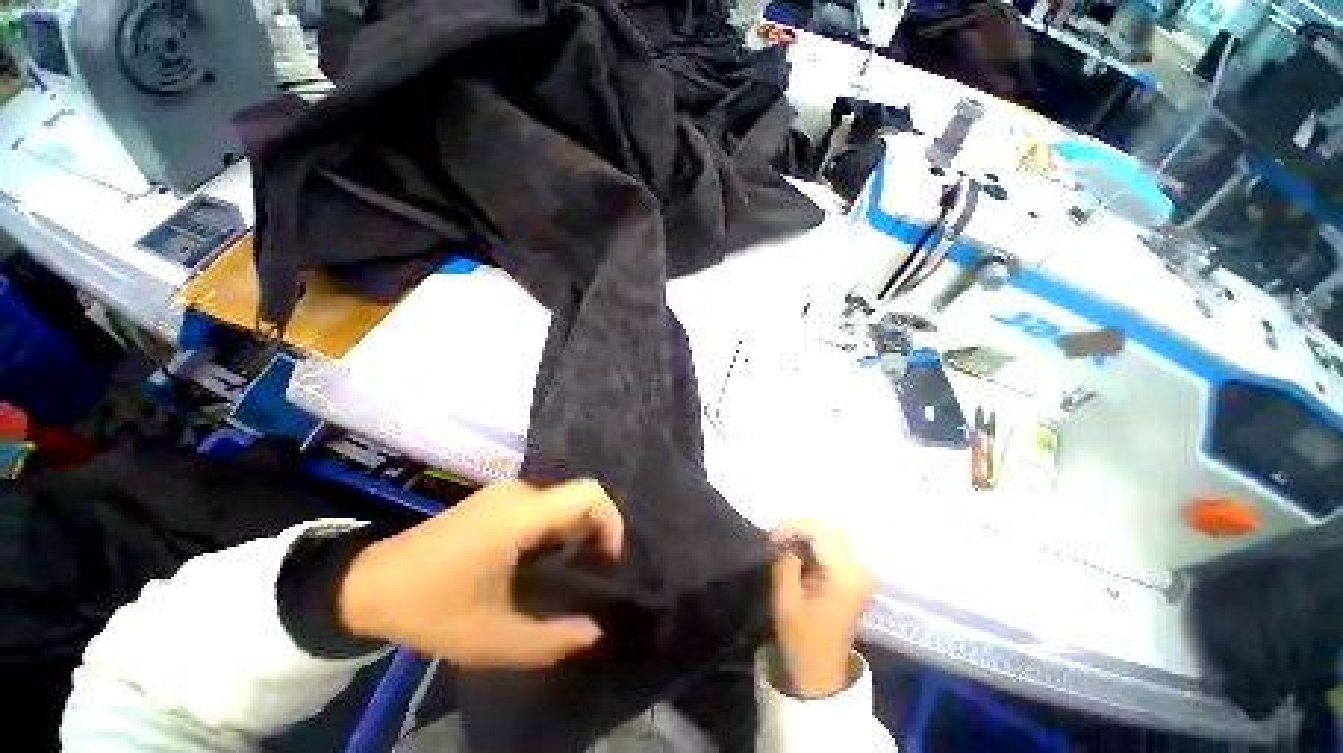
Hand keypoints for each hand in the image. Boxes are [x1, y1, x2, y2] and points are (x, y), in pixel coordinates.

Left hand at [338, 480, 623, 666]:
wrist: (366, 585)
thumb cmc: (430, 609)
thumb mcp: (492, 639)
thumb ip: (551, 640)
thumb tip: (595, 630)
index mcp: (521, 515)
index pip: (588, 495)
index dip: (611, 521)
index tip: (610, 560)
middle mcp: (518, 493)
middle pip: (577, 499)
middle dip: (594, 534)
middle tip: (592, 576)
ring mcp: (504, 494)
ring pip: (559, 504)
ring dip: (574, 534)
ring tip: (569, 574)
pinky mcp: (493, 501)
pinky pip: (541, 507)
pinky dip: (554, 530)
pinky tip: (540, 563)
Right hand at [770, 519, 875, 698]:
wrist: (821, 670)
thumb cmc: (801, 638)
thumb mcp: (785, 598)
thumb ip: (786, 560)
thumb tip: (788, 537)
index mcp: (846, 575)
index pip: (821, 530)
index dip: (794, 526)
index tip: (772, 538)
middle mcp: (860, 568)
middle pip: (831, 525)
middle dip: (800, 525)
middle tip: (778, 538)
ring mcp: (862, 571)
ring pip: (833, 531)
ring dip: (807, 532)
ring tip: (786, 542)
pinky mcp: (856, 574)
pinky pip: (836, 543)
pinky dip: (815, 541)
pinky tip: (799, 549)